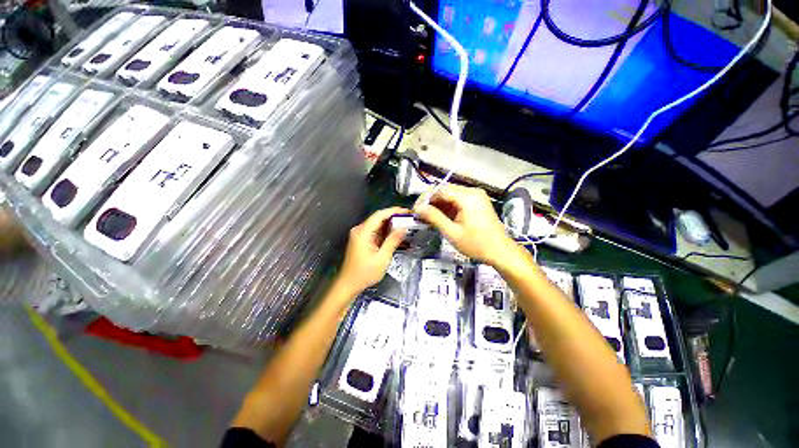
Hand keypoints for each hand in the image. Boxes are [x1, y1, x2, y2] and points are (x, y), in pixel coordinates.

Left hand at [337, 207, 408, 294]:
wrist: (349, 284)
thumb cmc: (364, 273)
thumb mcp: (382, 258)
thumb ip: (392, 241)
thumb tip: (403, 229)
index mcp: (363, 232)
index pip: (379, 215)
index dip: (393, 211)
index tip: (406, 211)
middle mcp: (360, 230)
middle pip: (378, 218)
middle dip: (394, 217)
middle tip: (408, 218)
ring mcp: (360, 235)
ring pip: (377, 224)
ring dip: (390, 224)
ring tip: (405, 225)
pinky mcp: (362, 240)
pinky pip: (375, 231)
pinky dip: (385, 231)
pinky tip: (395, 234)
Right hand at [415, 185, 518, 265]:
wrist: (501, 252)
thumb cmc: (477, 244)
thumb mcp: (452, 232)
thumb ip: (434, 217)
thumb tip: (418, 208)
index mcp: (467, 197)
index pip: (439, 190)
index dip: (425, 198)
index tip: (415, 210)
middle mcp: (472, 191)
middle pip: (444, 190)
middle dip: (430, 202)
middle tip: (420, 215)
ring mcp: (475, 196)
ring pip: (450, 195)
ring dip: (438, 205)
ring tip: (427, 218)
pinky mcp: (477, 202)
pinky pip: (457, 200)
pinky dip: (447, 208)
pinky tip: (440, 217)